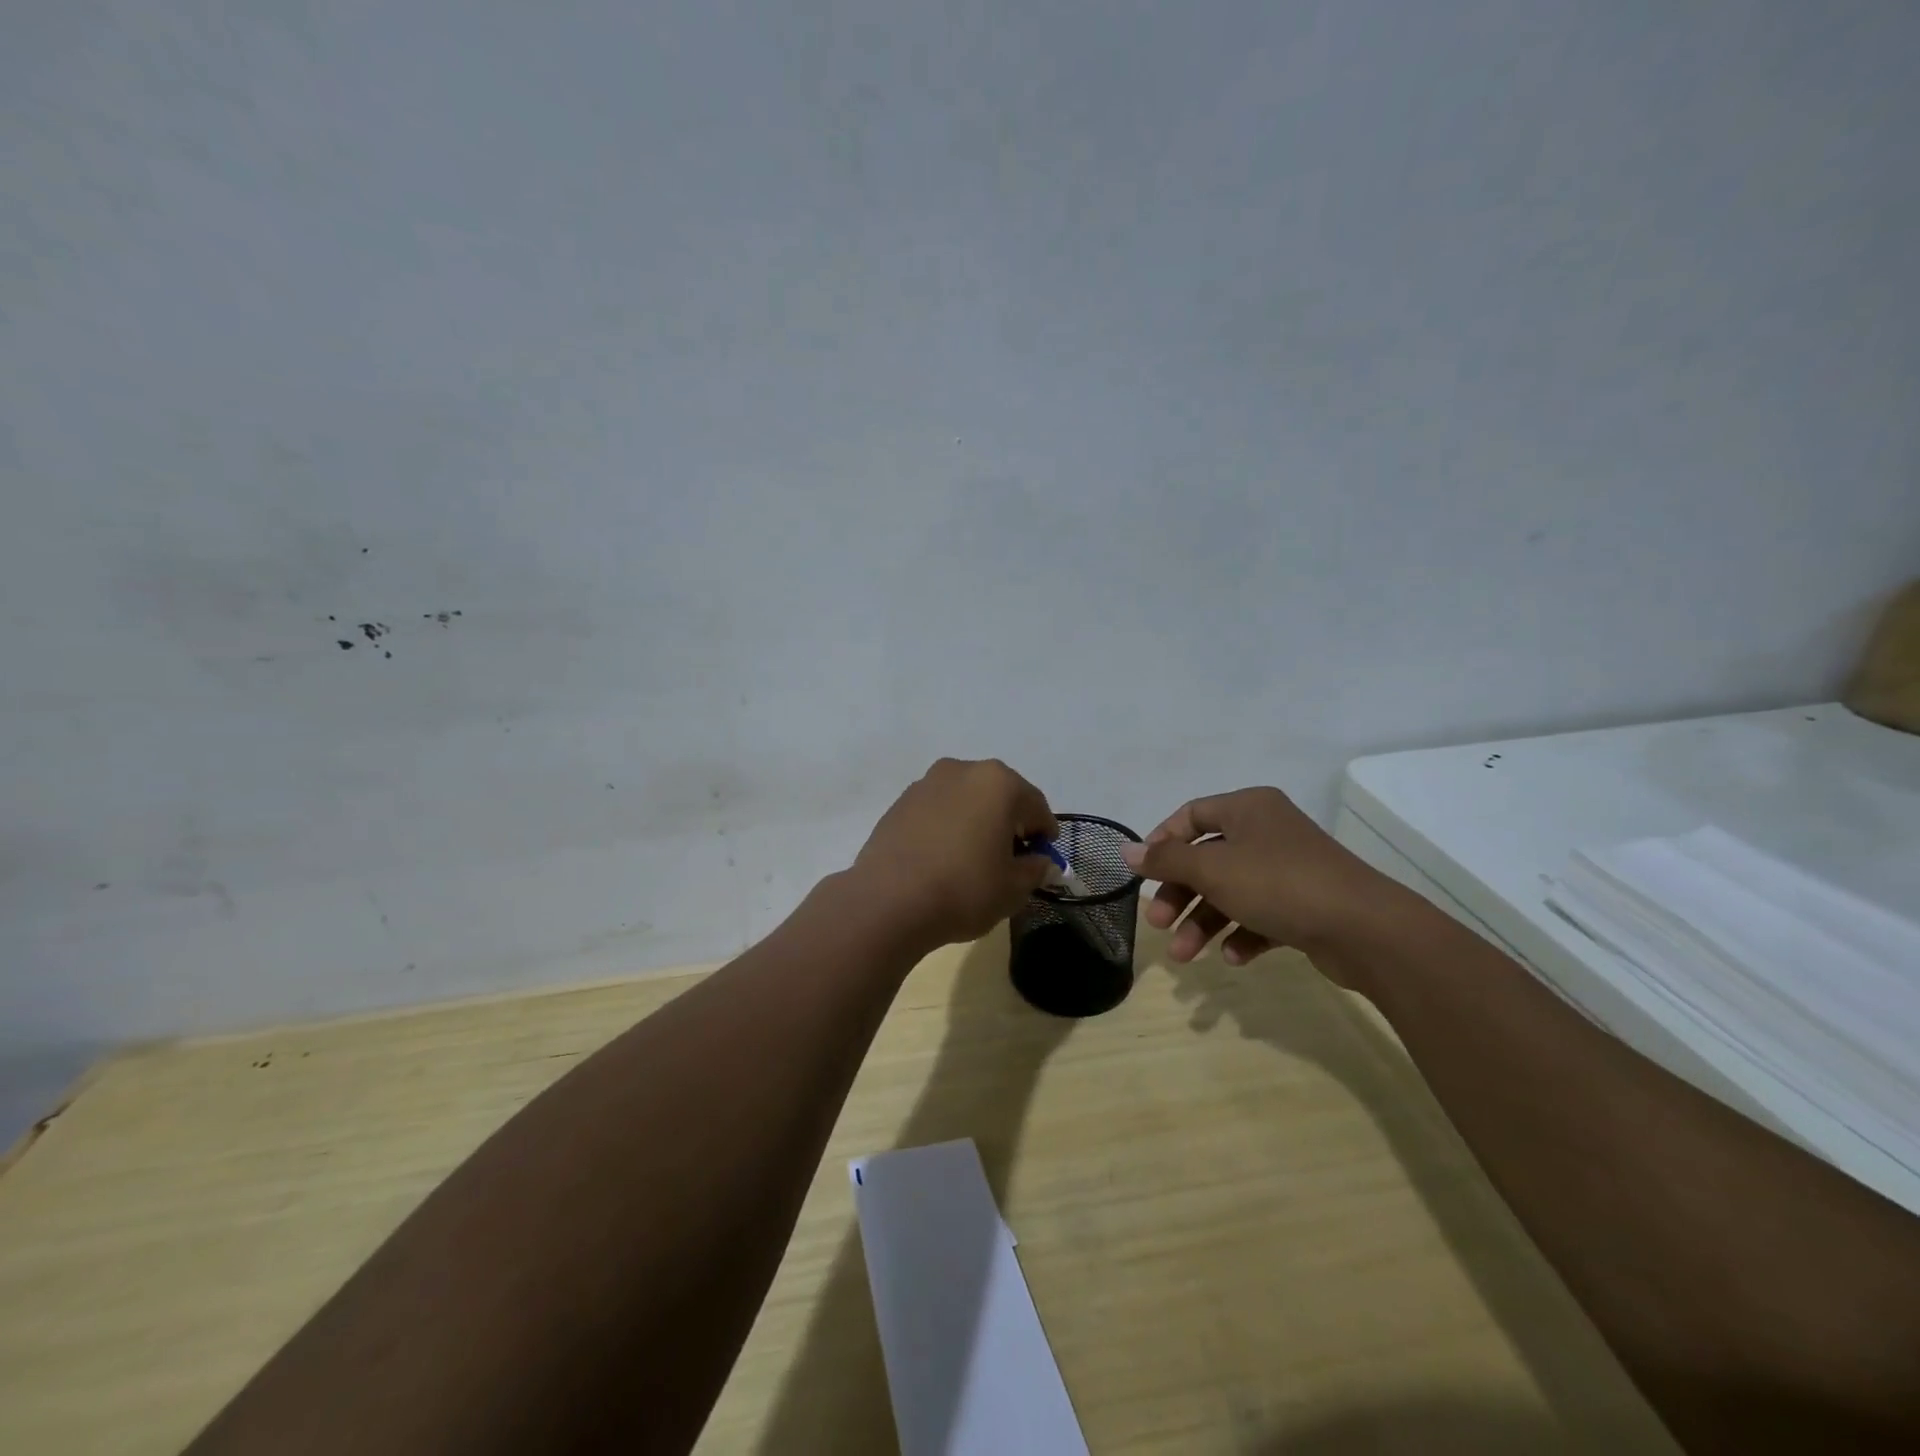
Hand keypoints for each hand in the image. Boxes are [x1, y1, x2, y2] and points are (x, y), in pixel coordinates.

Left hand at [850, 759, 1059, 952]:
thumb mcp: (1013, 888)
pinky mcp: (899, 803)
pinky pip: (937, 811)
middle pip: (999, 795)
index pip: (1035, 805)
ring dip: (976, 821)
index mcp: (998, 783)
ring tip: (974, 857)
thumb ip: (1034, 870)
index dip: (1044, 832)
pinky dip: (947, 826)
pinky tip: (943, 857)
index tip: (1044, 856)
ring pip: (965, 800)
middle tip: (1011, 857)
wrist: (887, 901)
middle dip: (1009, 822)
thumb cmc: (963, 889)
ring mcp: (926, 783)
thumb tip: (1039, 862)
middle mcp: (962, 771)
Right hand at [1119, 788, 1389, 971]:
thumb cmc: (1278, 884)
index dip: (1162, 842)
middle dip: (1180, 894)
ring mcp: (1288, 869)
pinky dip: (1242, 933)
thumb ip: (1166, 861)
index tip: (1144, 874)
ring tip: (1186, 956)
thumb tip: (1125, 851)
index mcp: (1248, 808)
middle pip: (1208, 859)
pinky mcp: (1305, 905)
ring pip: (1231, 891)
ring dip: (1204, 922)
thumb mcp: (1212, 870)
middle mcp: (1268, 831)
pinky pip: (1261, 914)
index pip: (1191, 815)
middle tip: (1158, 924)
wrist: (1365, 929)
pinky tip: (1234, 957)